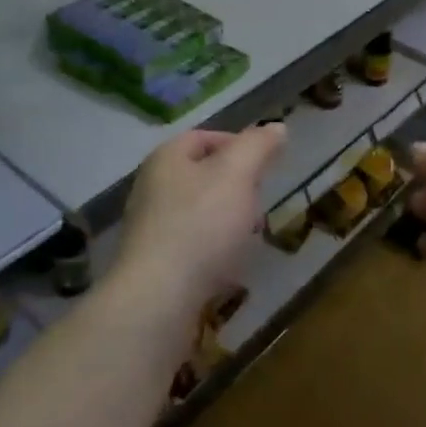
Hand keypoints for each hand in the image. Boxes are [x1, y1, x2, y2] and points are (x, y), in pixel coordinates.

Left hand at [112, 125, 286, 312]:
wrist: (158, 299)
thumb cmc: (200, 226)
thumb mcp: (237, 174)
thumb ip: (257, 147)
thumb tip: (276, 127)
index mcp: (166, 158)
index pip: (204, 136)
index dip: (238, 144)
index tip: (266, 165)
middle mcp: (152, 187)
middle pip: (202, 175)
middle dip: (236, 187)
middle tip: (260, 203)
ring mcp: (149, 228)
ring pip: (199, 212)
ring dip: (227, 221)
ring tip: (249, 237)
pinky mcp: (154, 264)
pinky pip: (191, 246)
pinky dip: (213, 251)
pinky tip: (230, 267)